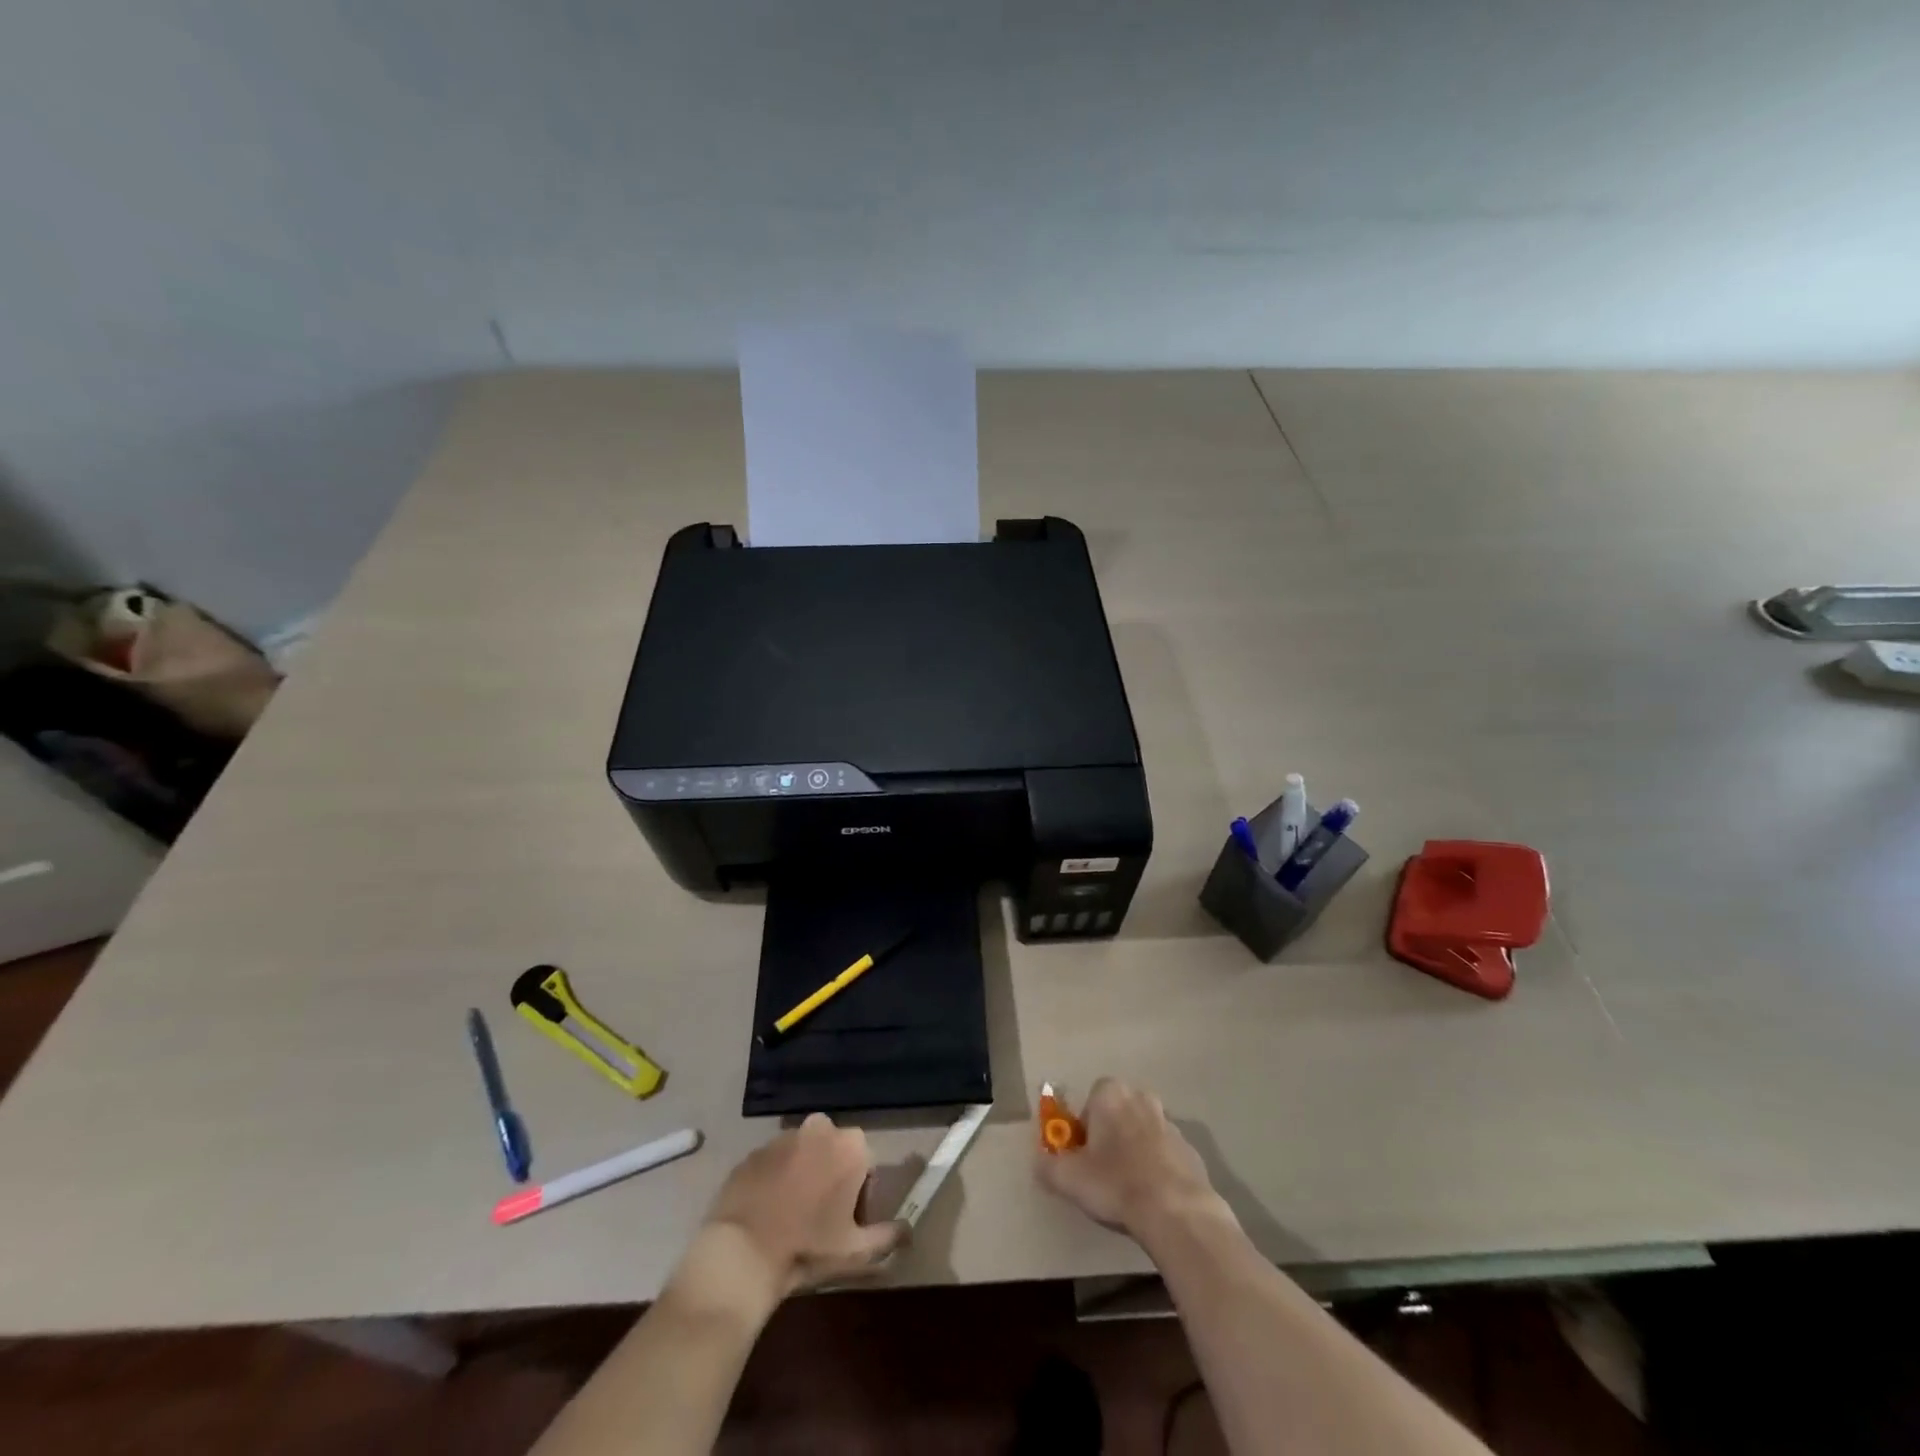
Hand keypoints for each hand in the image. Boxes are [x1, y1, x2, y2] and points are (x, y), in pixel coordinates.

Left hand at [703, 1113, 902, 1299]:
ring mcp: (783, 1137)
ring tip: (792, 1215)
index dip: (861, 1195)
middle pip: (836, 1152)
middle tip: (822, 1218)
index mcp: (851, 1146)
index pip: (866, 1165)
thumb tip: (910, 1231)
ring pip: (804, 1153)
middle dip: (833, 1176)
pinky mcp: (754, 1151)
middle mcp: (820, 1129)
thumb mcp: (856, 1251)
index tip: (847, 1222)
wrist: (743, 1253)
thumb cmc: (808, 1247)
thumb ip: (889, 1236)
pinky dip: (776, 1178)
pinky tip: (768, 1210)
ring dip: (805, 1174)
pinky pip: (774, 1162)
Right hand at [1034, 1077, 1227, 1238]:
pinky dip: (1158, 1169)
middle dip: (1110, 1135)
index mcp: (1111, 1094)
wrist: (1176, 1211)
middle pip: (1118, 1113)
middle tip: (1103, 1171)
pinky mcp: (1191, 1150)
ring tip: (1128, 1188)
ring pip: (1143, 1132)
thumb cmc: (1116, 1183)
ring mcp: (1170, 1124)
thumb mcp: (1068, 1178)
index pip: (1091, 1101)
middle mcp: (1142, 1098)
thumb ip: (1047, 1165)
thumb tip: (1039, 1162)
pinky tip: (1153, 1198)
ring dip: (1135, 1151)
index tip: (1083, 1156)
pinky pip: (1165, 1154)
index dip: (1084, 1128)